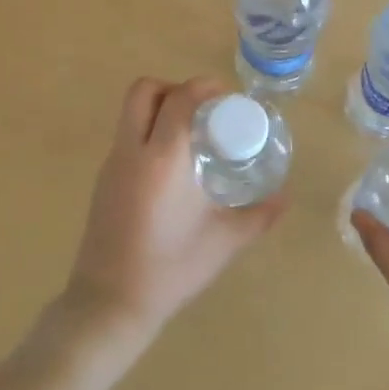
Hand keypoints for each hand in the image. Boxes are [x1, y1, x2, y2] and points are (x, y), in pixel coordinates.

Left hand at [63, 77, 285, 340]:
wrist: (110, 302)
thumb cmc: (171, 269)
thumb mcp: (224, 242)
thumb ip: (259, 216)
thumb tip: (285, 197)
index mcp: (163, 160)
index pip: (180, 99)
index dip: (204, 87)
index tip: (228, 98)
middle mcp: (132, 152)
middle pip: (144, 91)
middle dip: (175, 88)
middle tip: (204, 109)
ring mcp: (112, 165)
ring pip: (130, 113)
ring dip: (160, 109)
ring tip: (192, 136)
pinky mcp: (103, 181)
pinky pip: (126, 138)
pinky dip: (149, 134)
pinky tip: (173, 167)